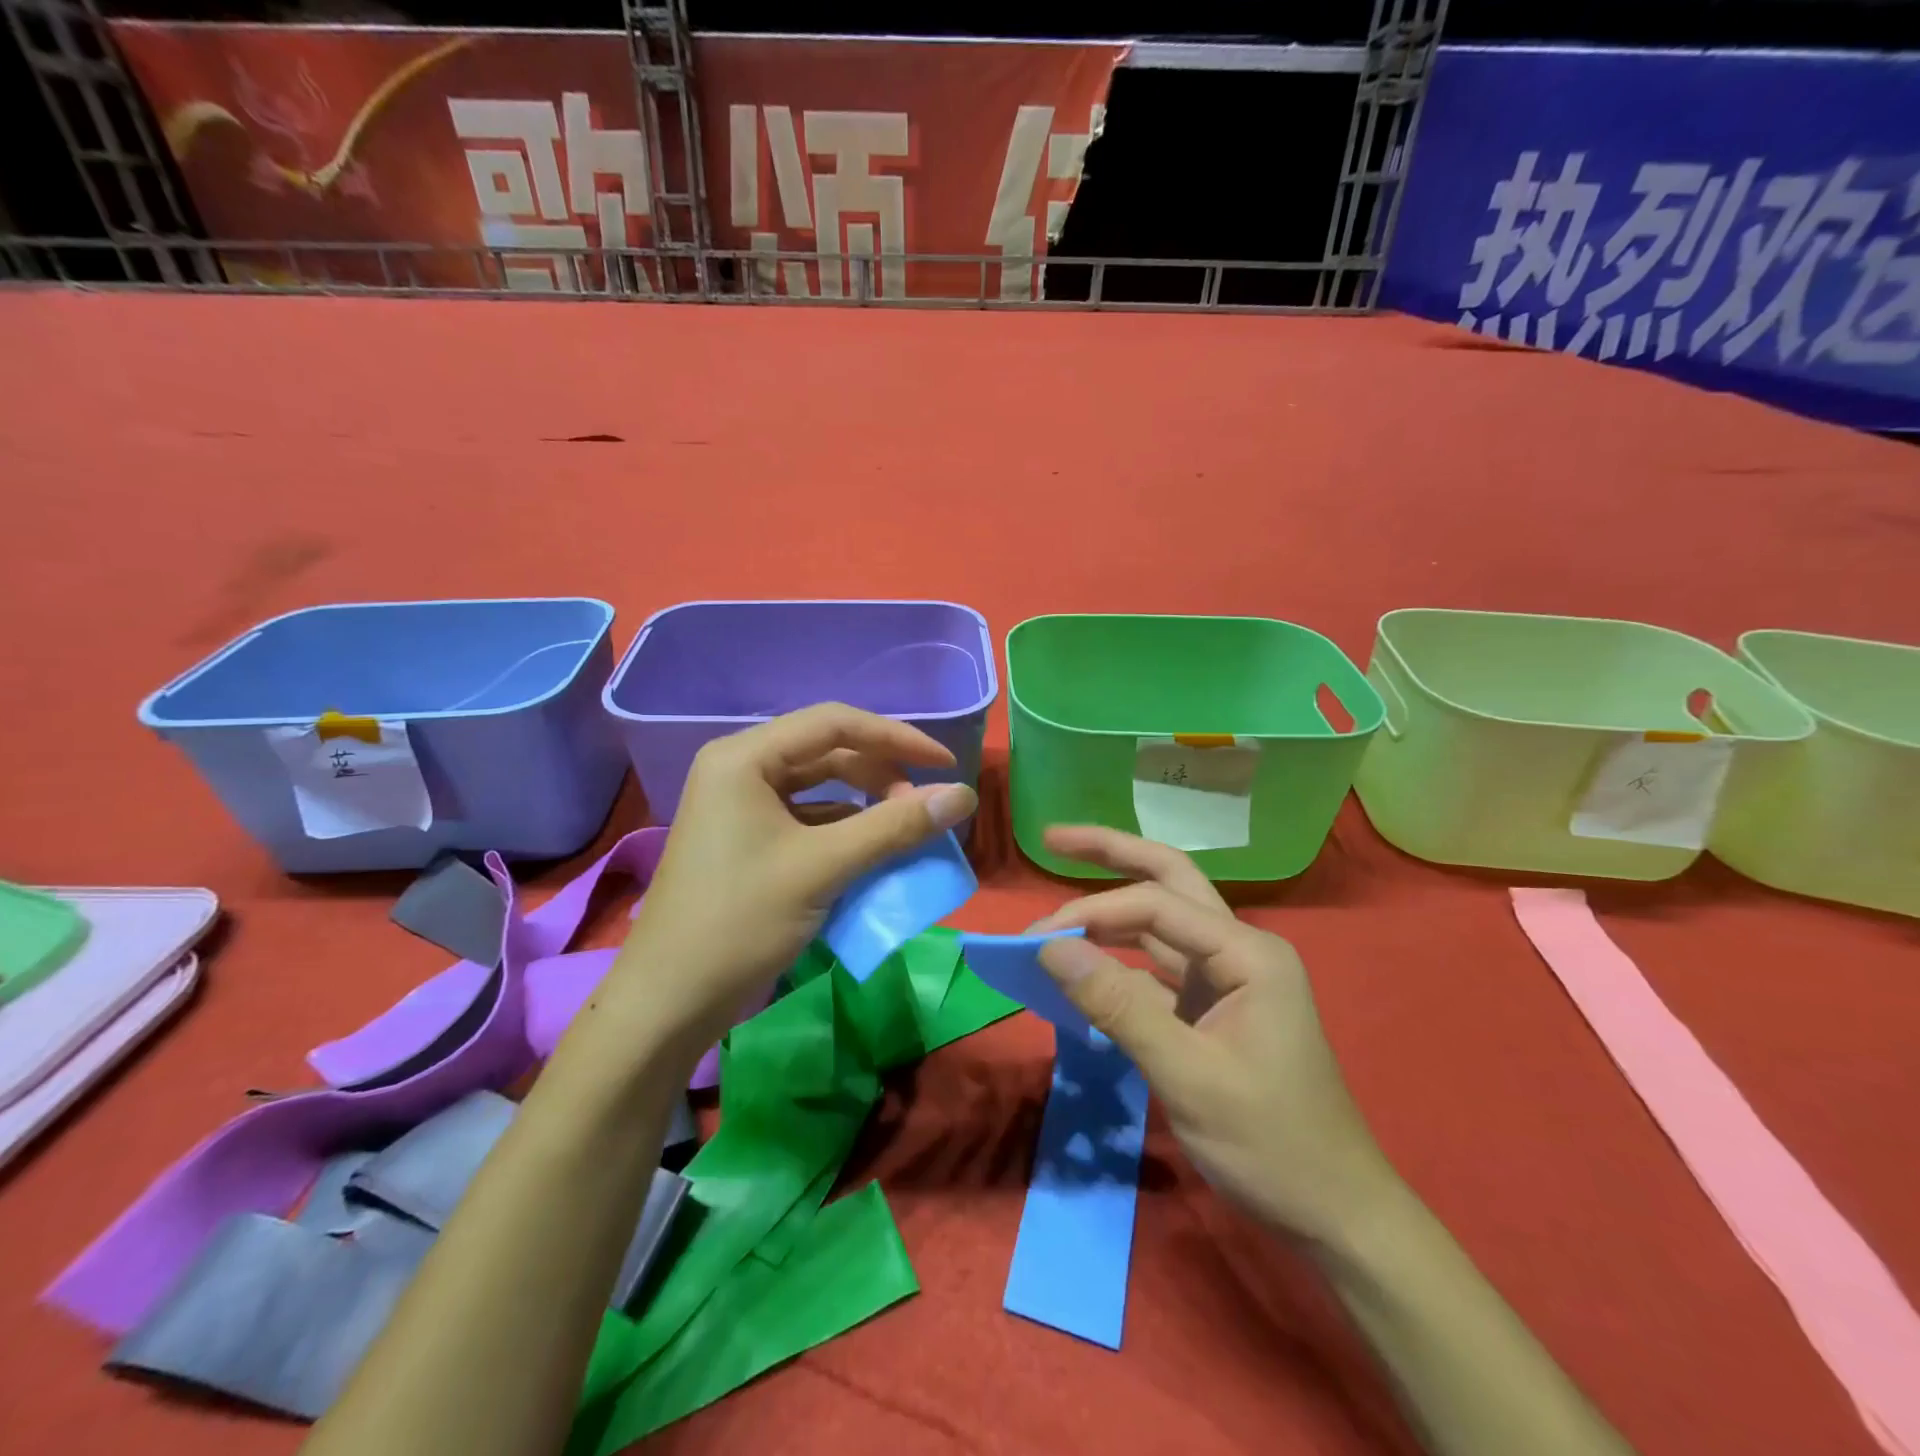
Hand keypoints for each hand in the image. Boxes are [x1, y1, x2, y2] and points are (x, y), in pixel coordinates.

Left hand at [621, 703, 976, 1047]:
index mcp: (745, 757)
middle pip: (827, 751)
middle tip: (924, 806)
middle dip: (881, 774)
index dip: (897, 738)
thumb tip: (964, 796)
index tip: (946, 765)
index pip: (835, 724)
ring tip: (904, 828)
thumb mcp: (823, 868)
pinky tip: (870, 851)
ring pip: (819, 787)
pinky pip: (806, 818)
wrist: (668, 1001)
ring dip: (865, 803)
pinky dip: (843, 829)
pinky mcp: (746, 839)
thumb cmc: (739, 921)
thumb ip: (895, 826)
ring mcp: (740, 805)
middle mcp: (740, 768)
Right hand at [1032, 827, 1399, 1245]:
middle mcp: (1238, 949)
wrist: (1333, 1214)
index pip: (1156, 905)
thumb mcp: (1188, 1074)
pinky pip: (1154, 967)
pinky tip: (1082, 962)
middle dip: (1111, 854)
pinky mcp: (1209, 1007)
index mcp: (1248, 952)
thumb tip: (1049, 948)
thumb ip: (1117, 1005)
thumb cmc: (1271, 1143)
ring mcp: (1224, 978)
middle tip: (1053, 837)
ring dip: (1109, 908)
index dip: (1092, 913)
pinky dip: (1115, 960)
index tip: (1036, 940)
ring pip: (1159, 922)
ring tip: (1058, 899)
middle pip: (1168, 880)